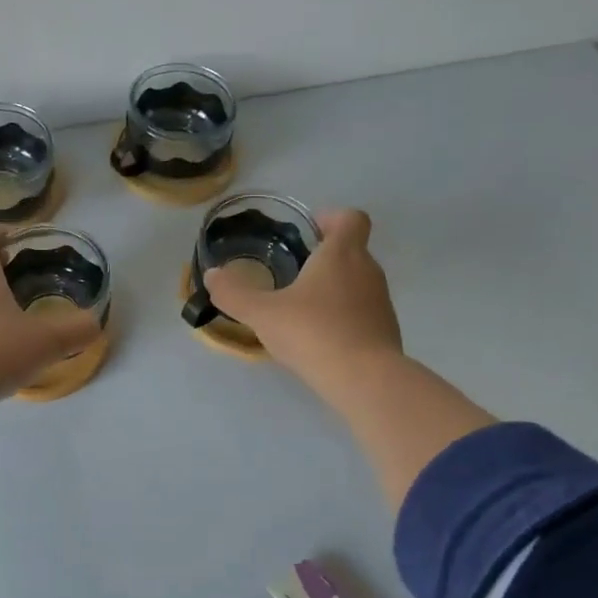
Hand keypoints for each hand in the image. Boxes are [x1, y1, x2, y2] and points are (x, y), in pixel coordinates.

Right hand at [203, 208, 402, 391]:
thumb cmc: (313, 332)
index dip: (332, 218)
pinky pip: (362, 311)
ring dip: (333, 288)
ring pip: (357, 282)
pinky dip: (343, 316)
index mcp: (342, 254)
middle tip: (293, 272)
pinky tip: (320, 338)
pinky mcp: (386, 330)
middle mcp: (368, 270)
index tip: (310, 230)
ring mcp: (381, 301)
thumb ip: (234, 293)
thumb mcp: (262, 313)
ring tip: (302, 309)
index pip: (351, 218)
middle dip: (325, 257)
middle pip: (352, 250)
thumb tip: (212, 275)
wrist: (365, 380)